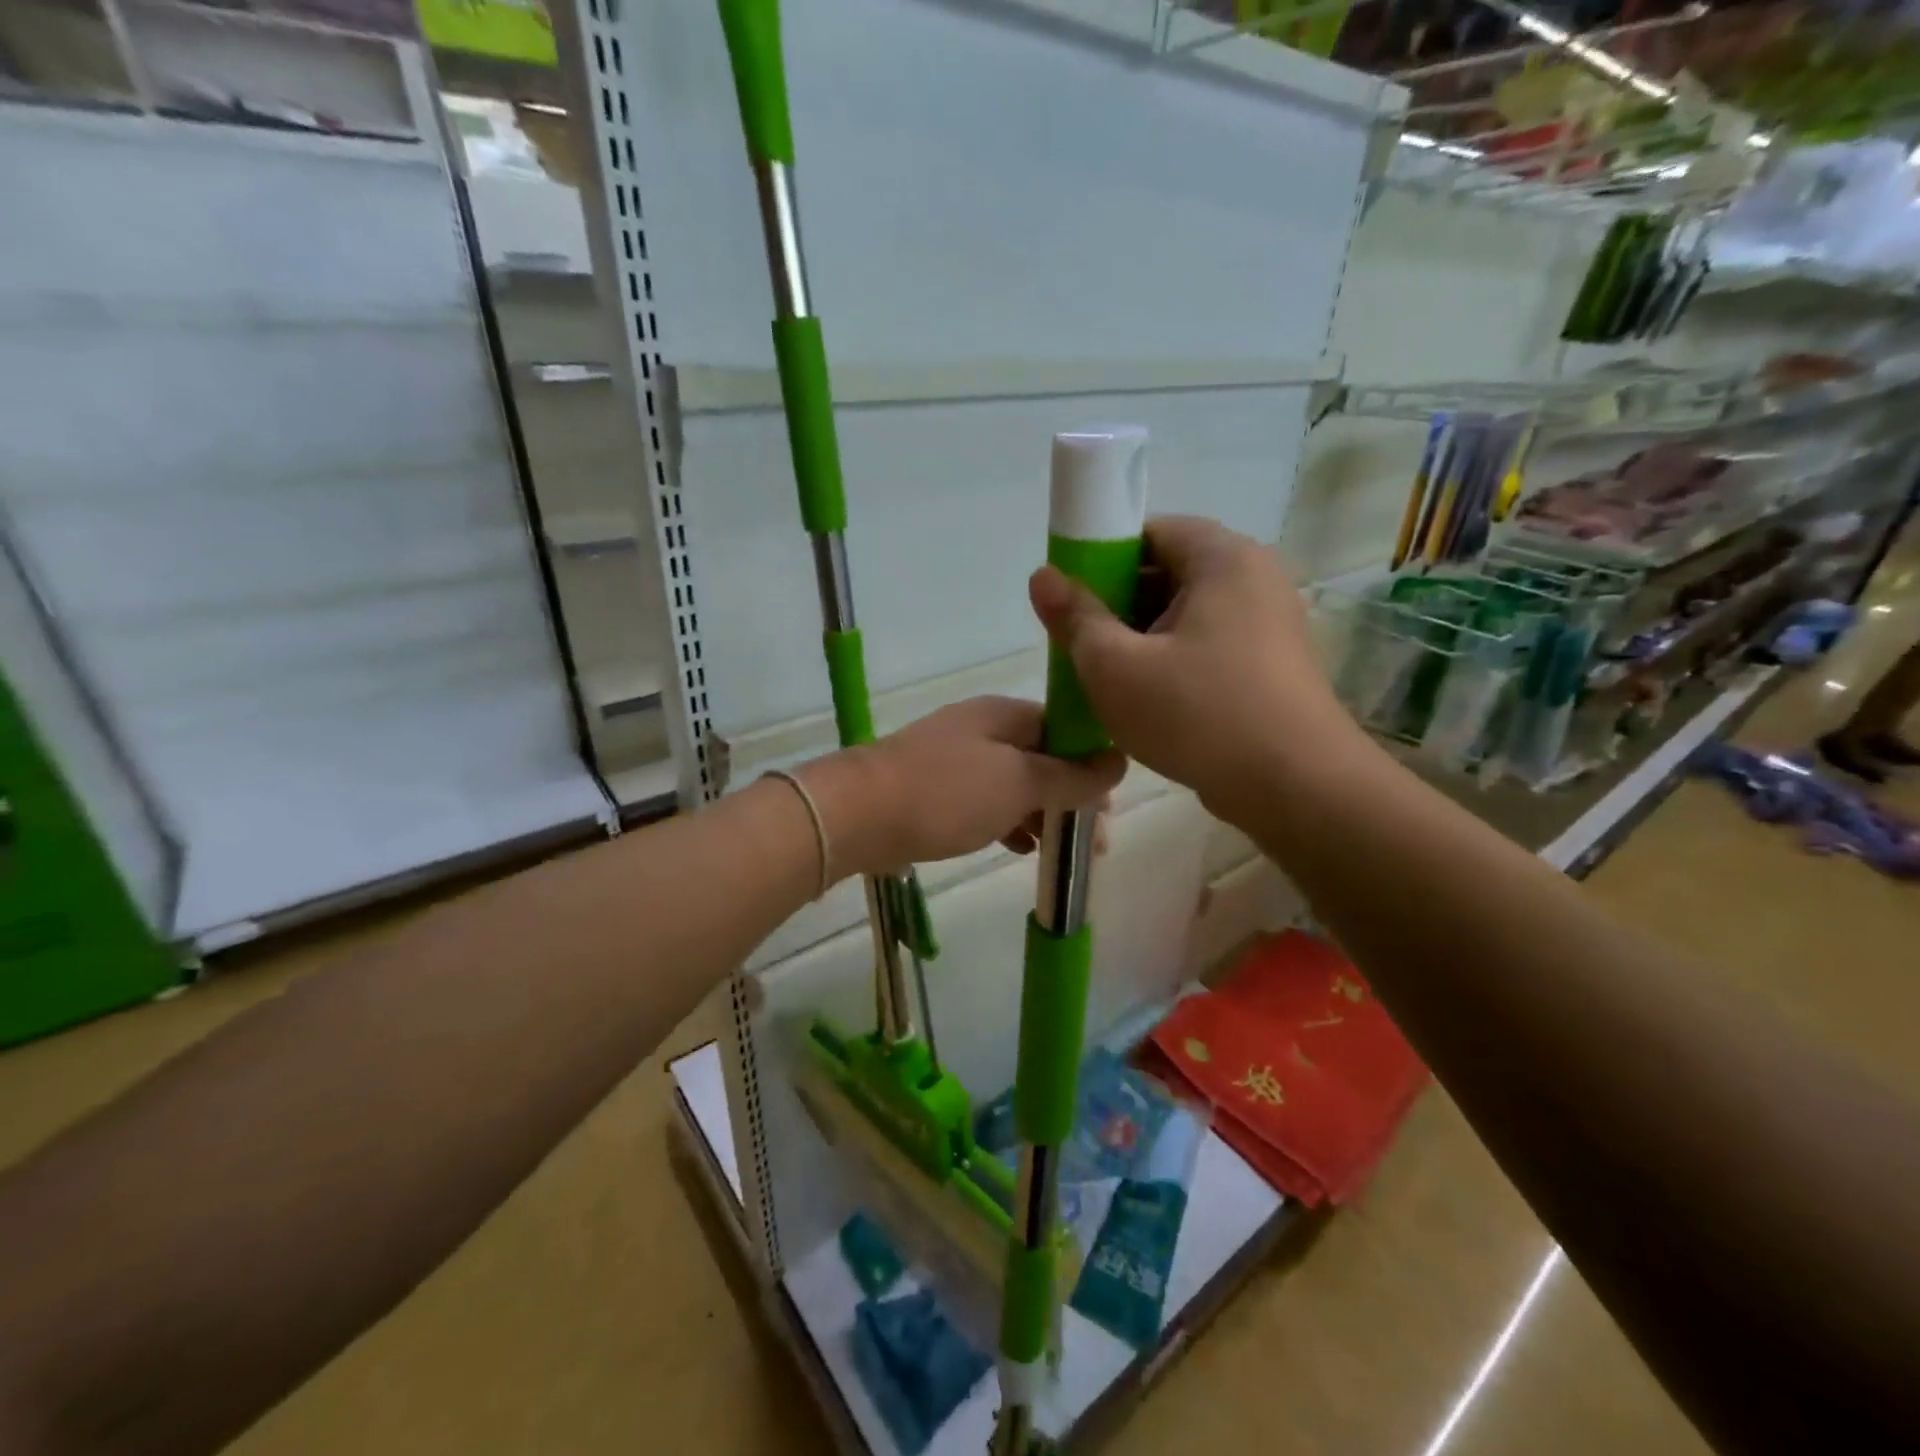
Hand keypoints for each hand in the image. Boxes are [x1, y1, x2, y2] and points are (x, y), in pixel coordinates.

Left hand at [804, 696, 1125, 878]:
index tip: (1110, 807)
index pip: (1065, 729)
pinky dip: (1008, 822)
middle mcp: (982, 729)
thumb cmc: (947, 793)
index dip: (1093, 765)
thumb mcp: (1020, 783)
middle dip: (1071, 797)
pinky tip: (1021, 848)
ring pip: (1015, 783)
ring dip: (1042, 813)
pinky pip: (986, 802)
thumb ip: (1071, 776)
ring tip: (1062, 853)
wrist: (857, 814)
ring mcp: (955, 759)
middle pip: (1042, 758)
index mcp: (1005, 715)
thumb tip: (1118, 761)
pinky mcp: (935, 790)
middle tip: (1094, 843)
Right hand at [1028, 516, 1366, 818]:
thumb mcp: (1116, 667)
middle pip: (1169, 572)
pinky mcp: (1273, 664)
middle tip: (1083, 647)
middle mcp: (1255, 578)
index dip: (1102, 560)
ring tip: (1111, 681)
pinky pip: (1209, 645)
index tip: (1074, 602)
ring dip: (1143, 640)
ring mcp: (1270, 623)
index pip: (1150, 532)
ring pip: (1187, 615)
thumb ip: (1075, 617)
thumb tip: (1042, 576)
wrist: (1296, 788)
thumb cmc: (1198, 715)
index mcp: (1223, 559)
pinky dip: (1174, 662)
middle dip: (1119, 606)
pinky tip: (1150, 701)